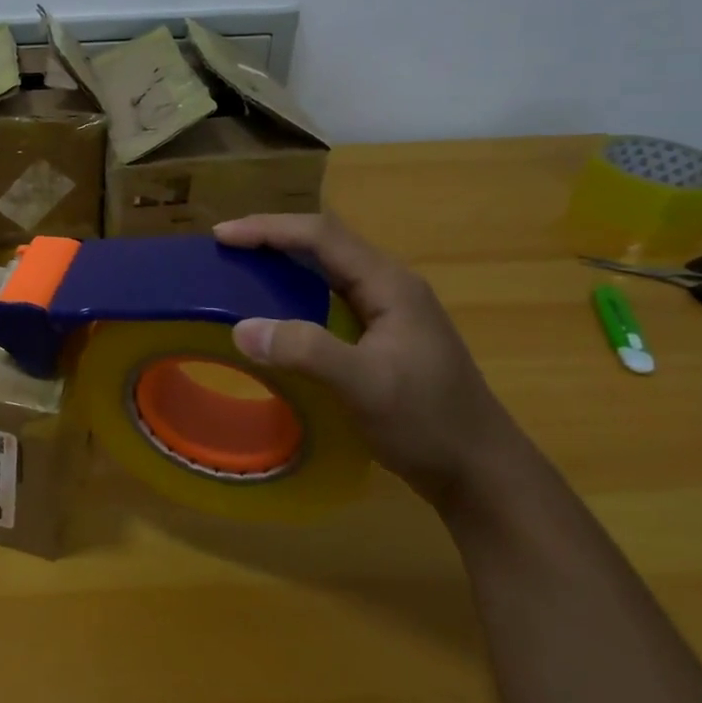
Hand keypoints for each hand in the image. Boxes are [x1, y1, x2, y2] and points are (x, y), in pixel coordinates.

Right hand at [214, 213, 528, 511]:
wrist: (481, 472)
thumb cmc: (427, 423)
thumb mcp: (365, 386)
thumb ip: (305, 351)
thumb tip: (241, 328)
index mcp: (389, 284)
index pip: (321, 236)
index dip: (268, 229)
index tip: (220, 236)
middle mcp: (390, 286)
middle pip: (324, 242)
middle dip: (271, 236)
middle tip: (224, 246)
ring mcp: (390, 310)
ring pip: (328, 266)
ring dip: (283, 258)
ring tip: (241, 266)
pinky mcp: (384, 334)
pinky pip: (330, 293)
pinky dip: (295, 288)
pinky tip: (277, 307)